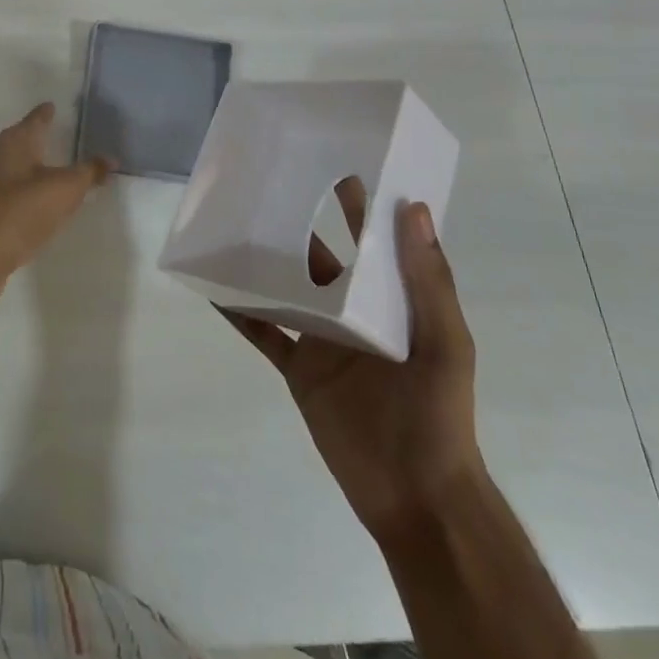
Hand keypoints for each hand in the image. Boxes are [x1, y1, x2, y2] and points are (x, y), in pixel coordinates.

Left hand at [0, 103, 111, 311]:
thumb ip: (88, 172)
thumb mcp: (64, 190)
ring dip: (34, 166)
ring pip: (17, 167)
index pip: (35, 119)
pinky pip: (13, 192)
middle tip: (61, 133)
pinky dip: (29, 191)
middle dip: (39, 136)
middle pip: (22, 140)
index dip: (47, 112)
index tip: (54, 104)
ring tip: (56, 167)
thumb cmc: (20, 213)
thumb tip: (111, 158)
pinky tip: (40, 202)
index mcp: (15, 142)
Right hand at [221, 183, 484, 537]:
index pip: (371, 239)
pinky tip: (214, 288)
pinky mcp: (298, 369)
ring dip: (262, 262)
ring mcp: (322, 339)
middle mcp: (353, 310)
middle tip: (262, 184)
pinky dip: (239, 312)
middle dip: (296, 222)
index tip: (333, 159)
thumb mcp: (443, 343)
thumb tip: (413, 207)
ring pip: (285, 288)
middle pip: (319, 256)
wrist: (416, 499)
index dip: (357, 202)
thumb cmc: (437, 415)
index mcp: (391, 300)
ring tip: (229, 226)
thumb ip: (427, 280)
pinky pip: (263, 332)